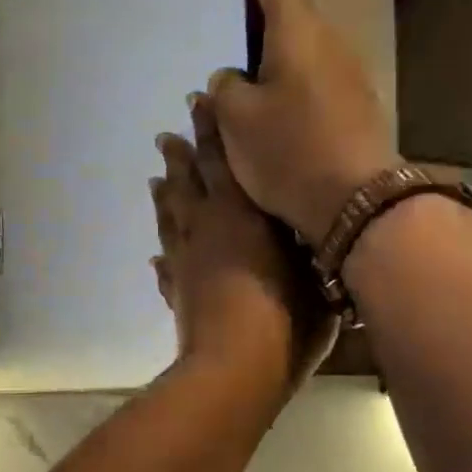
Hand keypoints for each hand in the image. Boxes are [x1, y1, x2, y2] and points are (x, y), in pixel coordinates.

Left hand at [150, 93, 337, 396]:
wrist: (237, 369)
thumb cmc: (287, 317)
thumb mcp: (315, 273)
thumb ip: (306, 246)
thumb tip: (308, 228)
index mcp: (241, 213)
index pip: (224, 159)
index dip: (211, 131)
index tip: (199, 103)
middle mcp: (206, 228)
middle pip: (188, 183)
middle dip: (179, 156)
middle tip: (166, 136)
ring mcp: (185, 261)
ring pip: (170, 218)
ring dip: (164, 196)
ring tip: (156, 178)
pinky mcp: (177, 293)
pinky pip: (165, 266)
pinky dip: (161, 257)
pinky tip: (156, 255)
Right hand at [209, 0, 398, 241]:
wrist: (354, 197)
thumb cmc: (288, 151)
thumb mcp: (238, 121)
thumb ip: (225, 90)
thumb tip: (229, 78)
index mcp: (294, 35)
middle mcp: (325, 42)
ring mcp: (345, 70)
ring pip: (320, 21)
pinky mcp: (352, 100)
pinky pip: (323, 54)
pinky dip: (308, 39)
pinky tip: (299, 52)